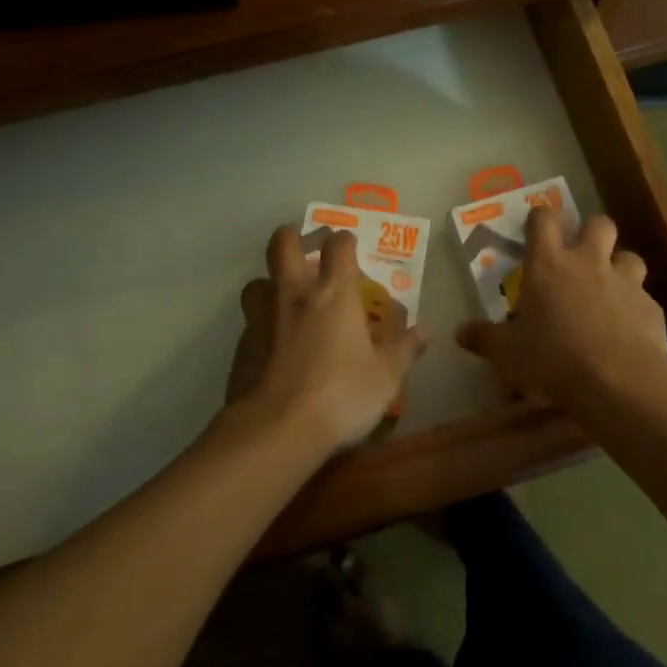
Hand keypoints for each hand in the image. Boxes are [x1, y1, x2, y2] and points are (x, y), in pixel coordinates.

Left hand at [227, 225, 422, 453]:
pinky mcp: (241, 345)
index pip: (338, 245)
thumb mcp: (386, 377)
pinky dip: (261, 323)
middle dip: (293, 237)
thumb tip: (425, 332)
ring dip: (270, 282)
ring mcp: (262, 317)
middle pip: (283, 243)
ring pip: (257, 281)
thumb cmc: (341, 395)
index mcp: (334, 293)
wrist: (277, 430)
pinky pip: (249, 321)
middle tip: (306, 248)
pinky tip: (272, 345)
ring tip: (284, 299)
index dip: (344, 241)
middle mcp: (294, 294)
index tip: (350, 248)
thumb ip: (404, 350)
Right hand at [456, 208, 666, 413]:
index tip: (536, 228)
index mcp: (548, 264)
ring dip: (620, 267)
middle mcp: (589, 262)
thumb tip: (459, 332)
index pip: (544, 219)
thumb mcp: (508, 354)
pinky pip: (644, 298)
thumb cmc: (554, 358)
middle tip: (581, 255)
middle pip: (598, 223)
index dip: (540, 218)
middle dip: (591, 232)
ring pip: (629, 256)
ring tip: (610, 290)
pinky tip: (629, 331)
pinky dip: (636, 309)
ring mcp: (625, 282)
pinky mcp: (651, 307)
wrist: (618, 381)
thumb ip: (484, 338)